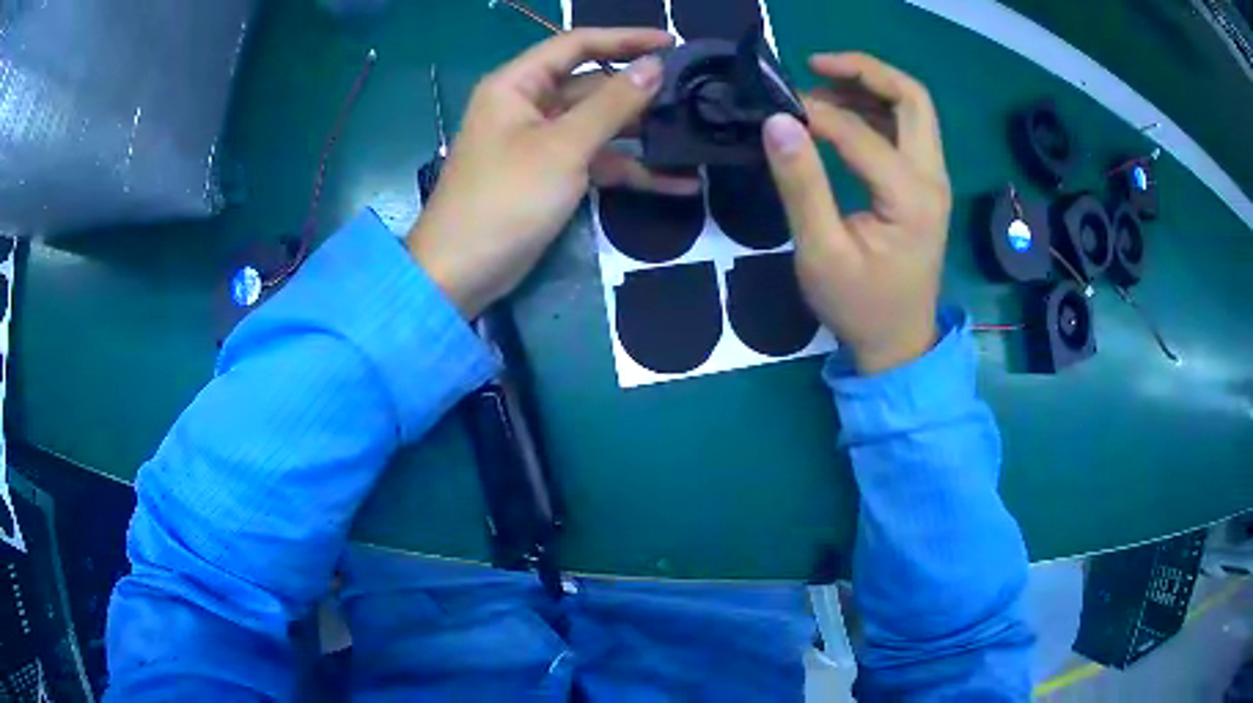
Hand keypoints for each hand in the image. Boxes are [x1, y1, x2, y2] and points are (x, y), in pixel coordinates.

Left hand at [407, 29, 697, 318]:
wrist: (463, 272)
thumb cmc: (505, 199)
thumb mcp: (563, 147)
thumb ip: (612, 104)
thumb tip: (655, 66)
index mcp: (518, 85)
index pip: (576, 45)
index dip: (625, 39)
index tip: (672, 42)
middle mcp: (529, 105)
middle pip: (592, 85)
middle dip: (640, 90)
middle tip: (692, 92)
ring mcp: (541, 142)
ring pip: (599, 125)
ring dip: (641, 132)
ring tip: (694, 134)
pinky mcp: (551, 175)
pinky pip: (596, 160)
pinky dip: (630, 170)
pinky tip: (677, 182)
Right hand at [763, 53, 951, 374]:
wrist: (899, 344)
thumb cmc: (859, 306)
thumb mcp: (821, 252)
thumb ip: (801, 184)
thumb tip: (779, 121)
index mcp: (911, 197)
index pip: (861, 132)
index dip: (816, 113)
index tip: (776, 110)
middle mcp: (932, 178)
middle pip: (912, 97)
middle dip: (865, 71)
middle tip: (815, 66)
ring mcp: (934, 180)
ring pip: (913, 109)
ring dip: (871, 88)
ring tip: (821, 87)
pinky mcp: (925, 186)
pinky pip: (908, 130)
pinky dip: (877, 110)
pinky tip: (843, 116)